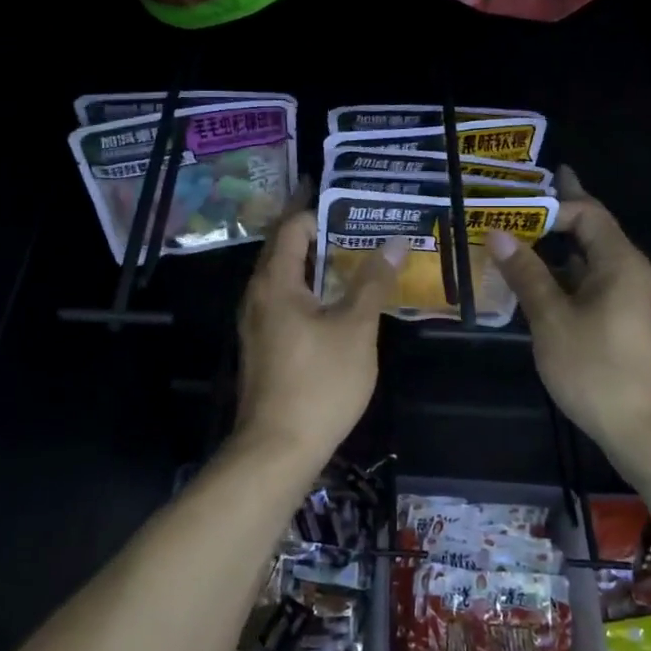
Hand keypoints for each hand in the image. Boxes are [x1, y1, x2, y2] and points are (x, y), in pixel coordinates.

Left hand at [232, 190, 406, 463]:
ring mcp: (256, 322)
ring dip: (314, 263)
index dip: (319, 210)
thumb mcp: (356, 328)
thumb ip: (373, 283)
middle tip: (357, 222)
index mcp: (275, 282)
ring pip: (284, 278)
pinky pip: (284, 301)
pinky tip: (335, 300)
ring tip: (352, 255)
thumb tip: (395, 241)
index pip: (292, 227)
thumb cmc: (319, 382)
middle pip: (284, 249)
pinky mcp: (262, 345)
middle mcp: (257, 295)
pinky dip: (308, 289)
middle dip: (317, 232)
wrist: (278, 447)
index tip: (352, 203)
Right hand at [484, 168, 650, 462]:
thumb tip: (499, 234)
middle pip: (595, 234)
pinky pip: (600, 290)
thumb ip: (527, 275)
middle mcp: (634, 275)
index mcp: (619, 263)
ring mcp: (638, 304)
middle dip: (559, 219)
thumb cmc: (599, 371)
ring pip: (595, 266)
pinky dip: (572, 282)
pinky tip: (548, 295)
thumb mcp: (552, 321)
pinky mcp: (635, 330)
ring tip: (525, 249)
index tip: (518, 201)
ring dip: (562, 254)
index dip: (554, 202)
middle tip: (520, 208)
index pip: (588, 213)